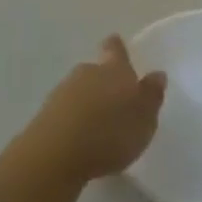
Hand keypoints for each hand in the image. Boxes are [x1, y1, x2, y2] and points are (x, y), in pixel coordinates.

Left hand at [28, 36, 165, 184]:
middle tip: (115, 100)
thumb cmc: (109, 133)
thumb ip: (151, 95)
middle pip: (95, 70)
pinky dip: (73, 120)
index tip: (117, 46)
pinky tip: (80, 139)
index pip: (115, 49)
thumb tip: (157, 73)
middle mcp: (87, 73)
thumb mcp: (144, 119)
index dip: (116, 48)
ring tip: (99, 125)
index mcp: (114, 70)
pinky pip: (65, 111)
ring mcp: (62, 92)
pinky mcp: (45, 115)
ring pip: (79, 90)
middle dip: (104, 82)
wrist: (55, 155)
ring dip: (88, 102)